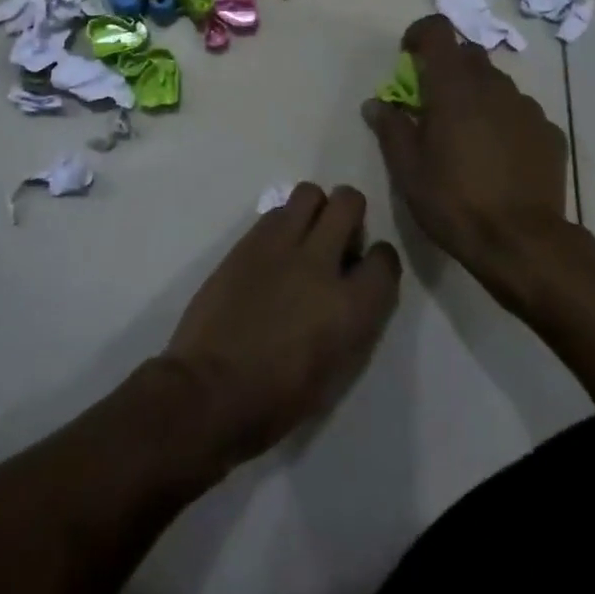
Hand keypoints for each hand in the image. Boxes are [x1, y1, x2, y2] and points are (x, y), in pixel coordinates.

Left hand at [164, 184, 400, 466]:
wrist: (209, 390)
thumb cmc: (277, 400)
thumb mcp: (336, 371)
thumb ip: (353, 319)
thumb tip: (351, 287)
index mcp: (351, 307)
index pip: (385, 258)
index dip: (379, 260)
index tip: (366, 269)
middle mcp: (321, 264)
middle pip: (349, 202)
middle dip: (349, 214)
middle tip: (337, 239)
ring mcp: (280, 246)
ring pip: (309, 192)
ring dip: (314, 210)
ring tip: (304, 237)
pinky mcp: (247, 241)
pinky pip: (275, 212)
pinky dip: (282, 223)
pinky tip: (273, 251)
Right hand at [363, 14, 570, 305]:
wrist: (523, 243)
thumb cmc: (454, 201)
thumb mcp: (408, 169)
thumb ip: (390, 128)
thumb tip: (376, 104)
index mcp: (454, 86)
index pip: (438, 30)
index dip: (420, 34)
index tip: (408, 57)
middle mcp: (494, 85)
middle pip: (468, 56)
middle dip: (448, 69)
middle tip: (433, 104)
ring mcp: (527, 108)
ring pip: (496, 84)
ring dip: (477, 96)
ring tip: (467, 136)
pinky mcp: (549, 133)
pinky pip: (520, 112)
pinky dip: (504, 121)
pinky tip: (498, 157)